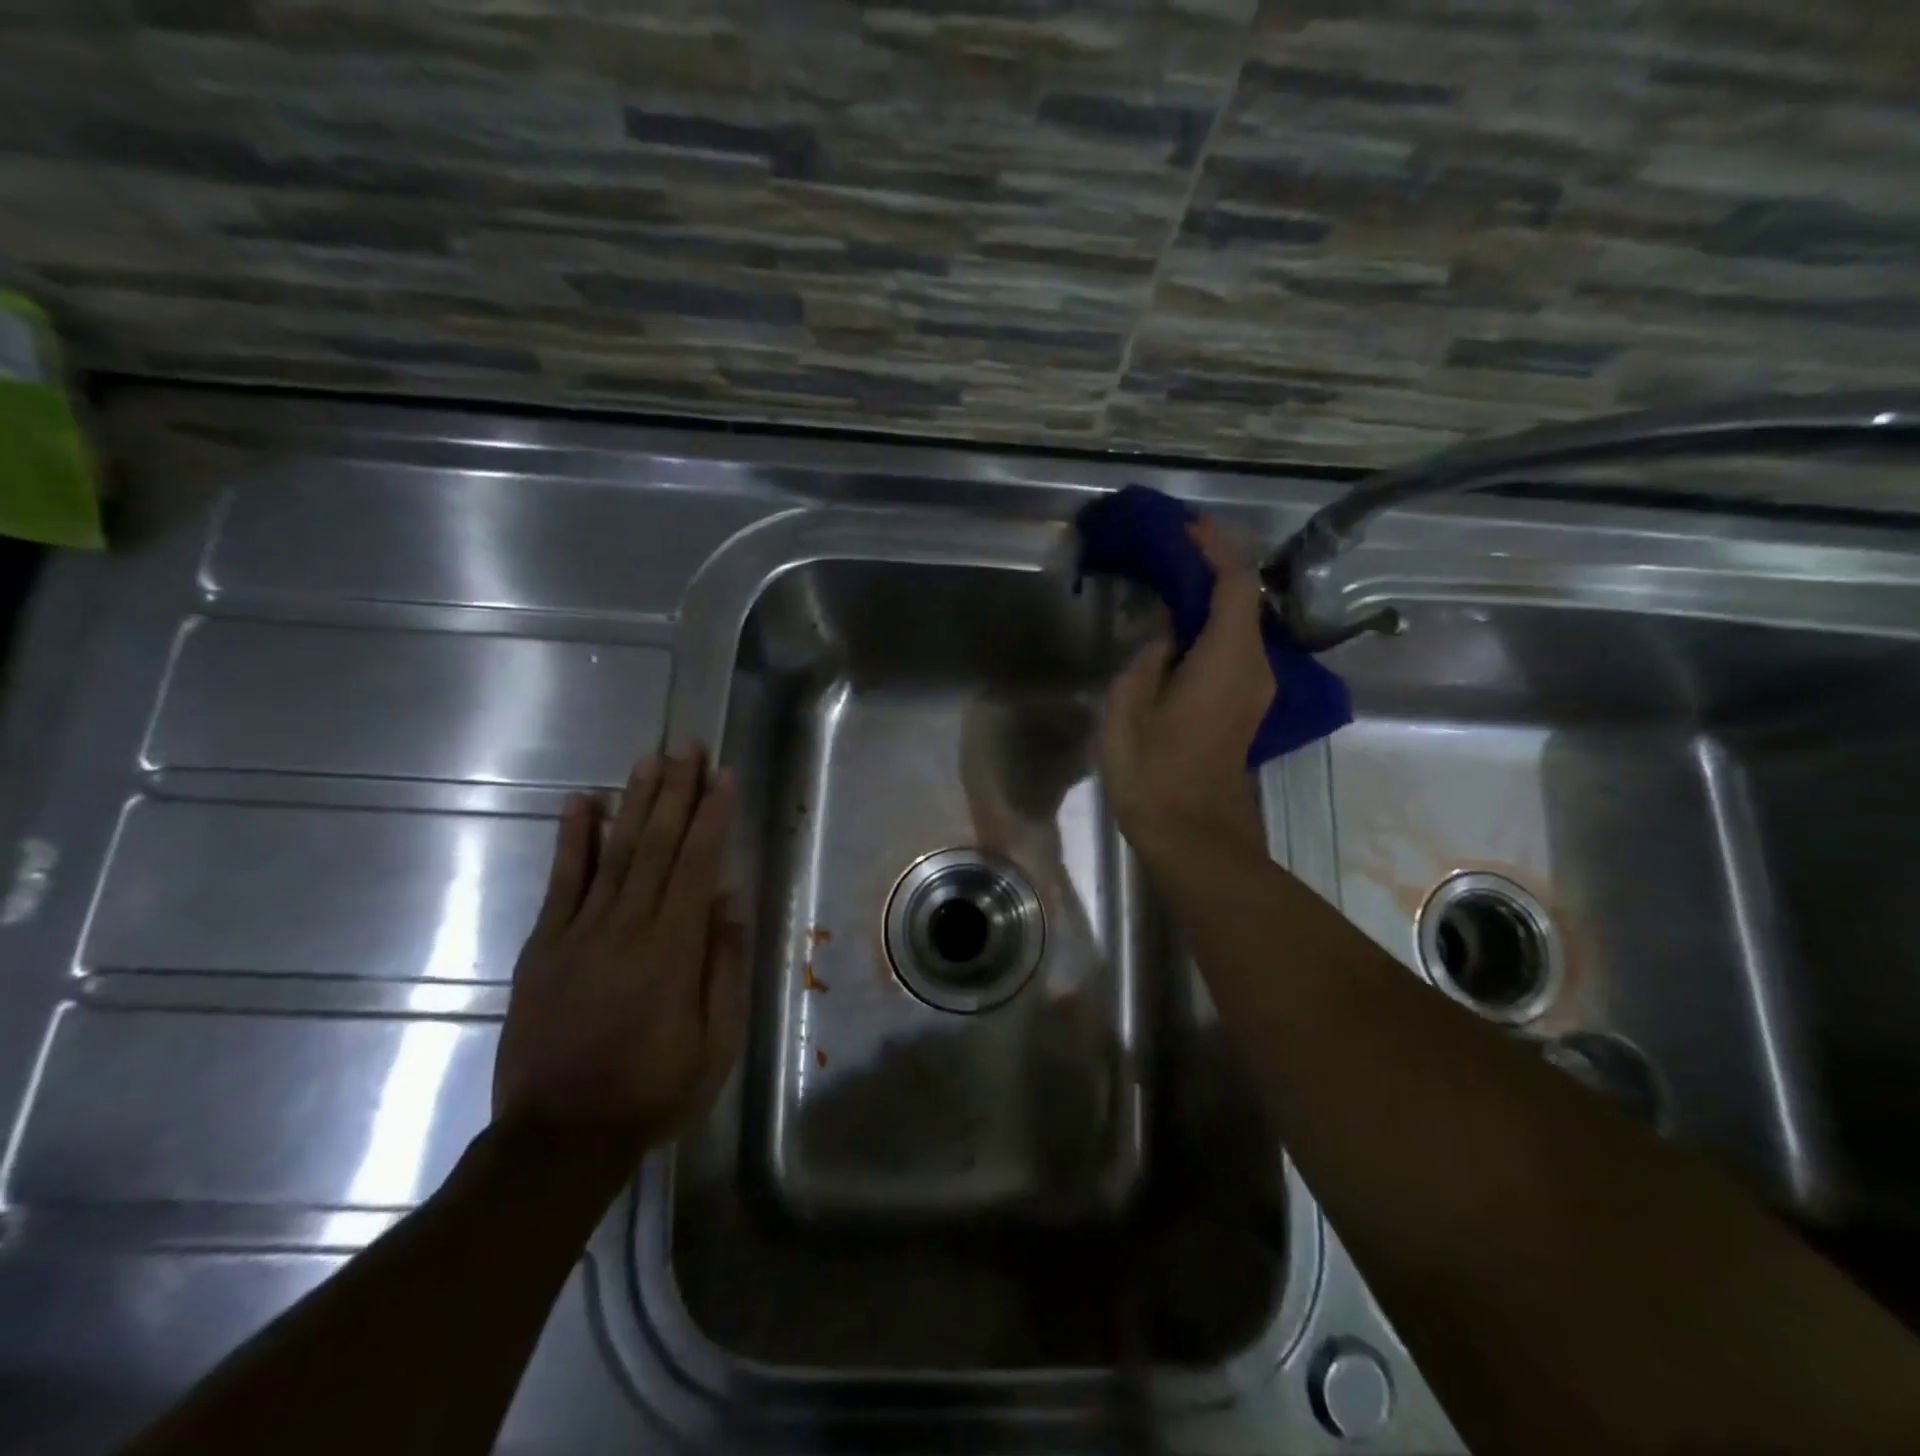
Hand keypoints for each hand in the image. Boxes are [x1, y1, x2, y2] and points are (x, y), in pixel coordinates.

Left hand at [492, 747, 745, 1159]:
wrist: (560, 1136)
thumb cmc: (654, 1089)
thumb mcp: (716, 1040)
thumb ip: (723, 964)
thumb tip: (728, 898)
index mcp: (674, 949)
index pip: (698, 864)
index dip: (712, 815)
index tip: (723, 775)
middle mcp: (628, 927)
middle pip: (657, 844)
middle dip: (676, 791)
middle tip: (687, 745)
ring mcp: (580, 932)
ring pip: (614, 852)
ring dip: (635, 801)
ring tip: (650, 759)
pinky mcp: (543, 946)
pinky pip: (560, 882)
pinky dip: (571, 838)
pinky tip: (582, 801)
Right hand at [1100, 519, 1270, 858]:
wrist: (1193, 835)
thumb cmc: (1154, 772)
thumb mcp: (1129, 708)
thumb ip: (1148, 658)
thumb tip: (1167, 636)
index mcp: (1227, 658)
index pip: (1235, 584)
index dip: (1215, 549)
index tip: (1188, 525)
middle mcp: (1254, 666)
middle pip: (1245, 600)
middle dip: (1215, 566)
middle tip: (1173, 547)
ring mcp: (1255, 688)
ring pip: (1242, 624)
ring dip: (1214, 597)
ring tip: (1173, 578)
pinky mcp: (1246, 706)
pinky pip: (1236, 649)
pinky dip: (1214, 626)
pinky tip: (1182, 627)